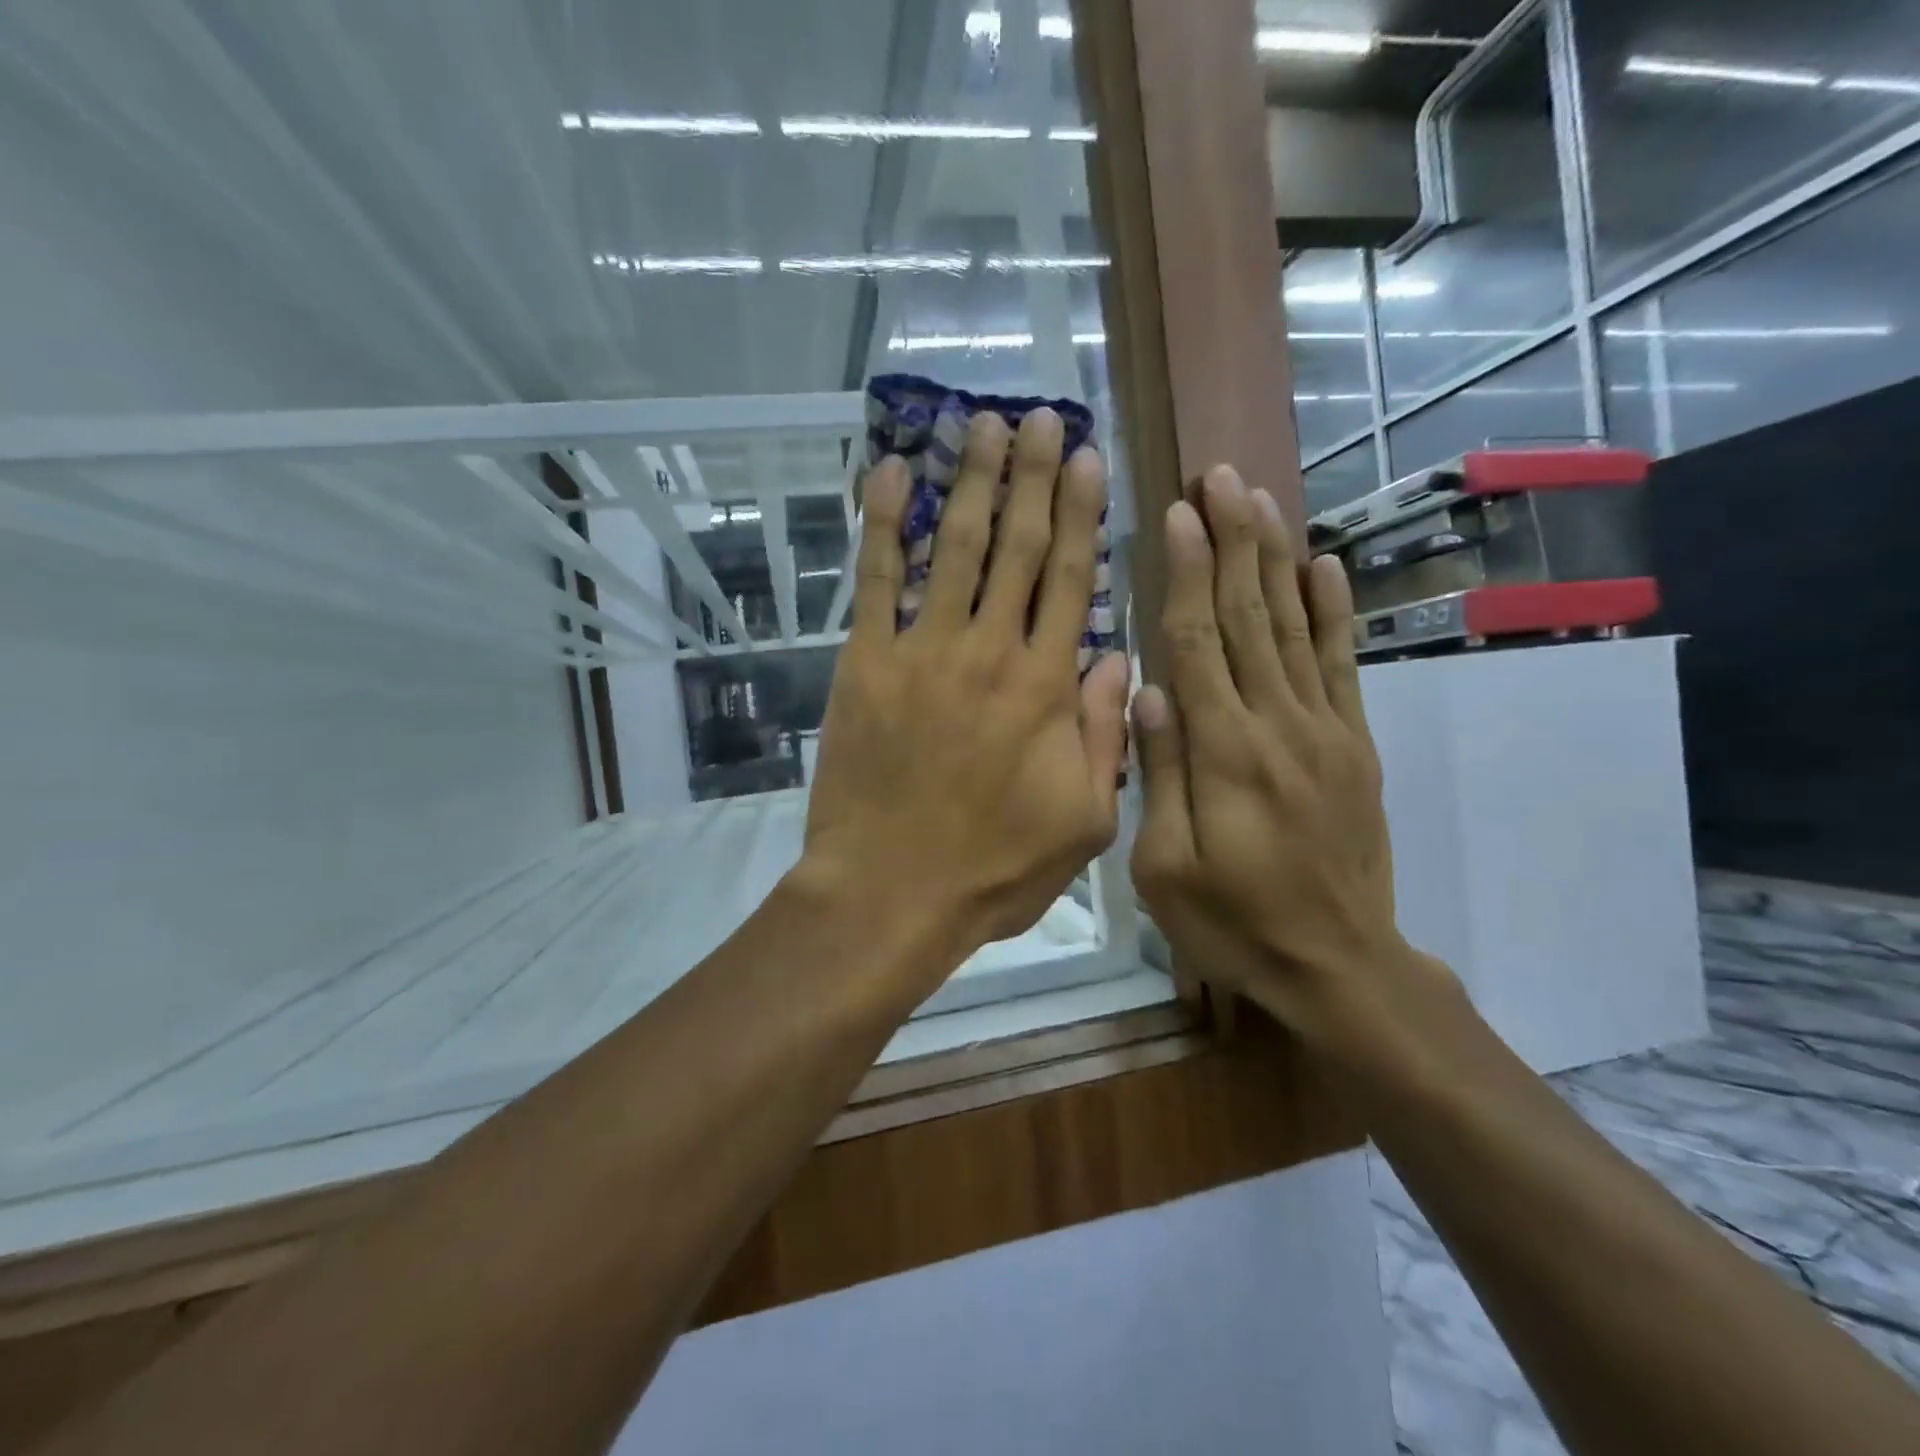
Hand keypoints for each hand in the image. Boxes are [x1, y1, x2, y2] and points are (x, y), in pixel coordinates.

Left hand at [801, 408, 1130, 976]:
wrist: (891, 892)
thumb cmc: (993, 868)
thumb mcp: (1084, 822)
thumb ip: (1106, 738)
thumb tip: (1118, 660)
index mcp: (1047, 688)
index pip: (1071, 580)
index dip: (1080, 514)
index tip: (1087, 459)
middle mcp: (989, 652)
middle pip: (1016, 546)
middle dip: (1031, 476)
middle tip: (1040, 417)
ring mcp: (923, 651)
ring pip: (953, 547)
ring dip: (970, 481)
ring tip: (982, 425)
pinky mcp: (866, 664)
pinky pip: (876, 580)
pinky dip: (880, 524)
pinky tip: (886, 473)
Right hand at [1129, 466, 1449, 1062]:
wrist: (1339, 965)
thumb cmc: (1234, 923)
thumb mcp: (1166, 868)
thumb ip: (1160, 774)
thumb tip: (1147, 690)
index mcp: (1224, 754)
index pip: (1198, 644)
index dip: (1185, 575)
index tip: (1176, 513)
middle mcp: (1278, 725)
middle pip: (1249, 618)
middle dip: (1232, 542)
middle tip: (1220, 477)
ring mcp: (1325, 730)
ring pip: (1293, 627)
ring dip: (1274, 558)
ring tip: (1260, 499)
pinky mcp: (1354, 744)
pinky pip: (1343, 664)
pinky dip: (1333, 611)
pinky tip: (1324, 565)